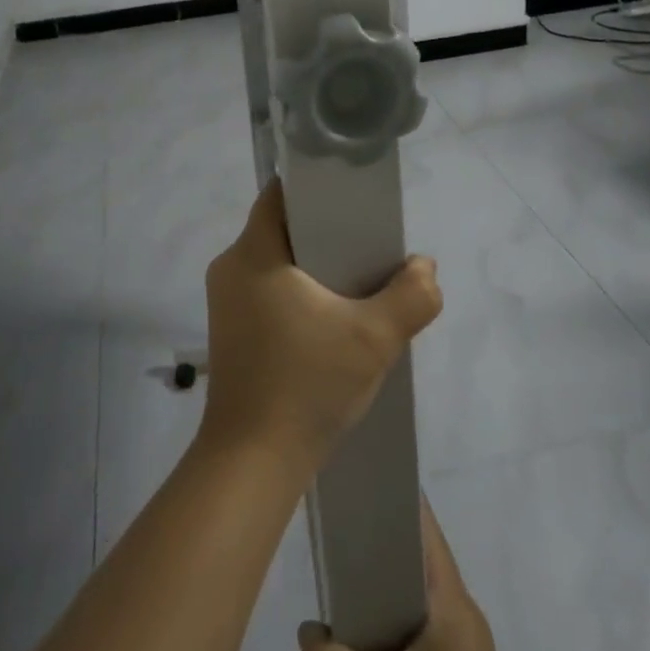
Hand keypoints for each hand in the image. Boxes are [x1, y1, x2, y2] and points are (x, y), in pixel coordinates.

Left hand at [200, 178, 440, 469]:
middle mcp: (230, 268)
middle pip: (281, 228)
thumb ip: (411, 296)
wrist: (253, 462)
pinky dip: (298, 293)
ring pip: (275, 262)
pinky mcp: (230, 331)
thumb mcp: (374, 339)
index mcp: (252, 253)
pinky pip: (267, 291)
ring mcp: (225, 302)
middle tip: (367, 243)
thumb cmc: (306, 384)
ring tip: (356, 282)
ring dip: (313, 267)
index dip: (317, 188)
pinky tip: (330, 318)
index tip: (353, 199)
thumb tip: (424, 267)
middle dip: (324, 232)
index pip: (280, 195)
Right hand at [297, 500, 516, 650]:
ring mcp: (462, 646)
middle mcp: (462, 613)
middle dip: (375, 545)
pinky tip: (360, 641)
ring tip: (338, 585)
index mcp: (453, 603)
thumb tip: (307, 634)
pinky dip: (388, 624)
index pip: (424, 528)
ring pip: (414, 598)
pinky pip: (418, 630)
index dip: (393, 498)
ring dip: (380, 591)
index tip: (358, 479)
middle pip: (415, 560)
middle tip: (334, 534)